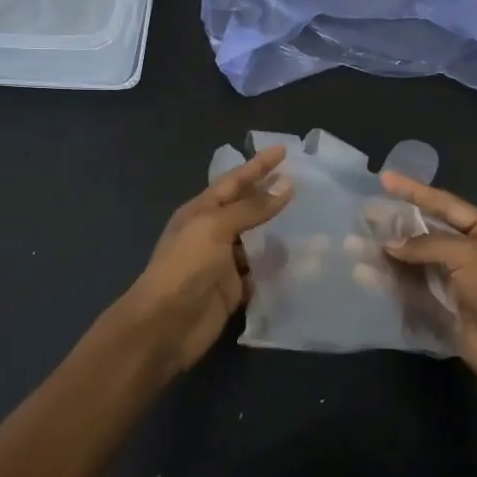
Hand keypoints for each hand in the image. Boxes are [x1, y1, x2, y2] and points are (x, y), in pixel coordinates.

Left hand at [108, 145, 293, 376]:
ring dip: (278, 231)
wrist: (165, 325)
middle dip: (269, 193)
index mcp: (200, 211)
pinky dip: (276, 266)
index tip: (284, 150)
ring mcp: (222, 262)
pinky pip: (260, 272)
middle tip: (301, 180)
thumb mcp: (215, 227)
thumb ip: (251, 208)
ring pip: (256, 240)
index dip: (258, 165)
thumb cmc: (185, 267)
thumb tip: (286, 187)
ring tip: (311, 218)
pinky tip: (300, 258)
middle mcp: (211, 233)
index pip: (234, 181)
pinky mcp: (233, 290)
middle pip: (246, 208)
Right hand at [379, 174, 476, 391]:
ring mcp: (456, 284)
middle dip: (396, 225)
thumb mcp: (469, 255)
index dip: (415, 191)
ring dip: (388, 255)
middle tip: (364, 214)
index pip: (446, 205)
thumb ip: (428, 245)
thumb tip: (391, 244)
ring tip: (355, 245)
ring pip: (415, 263)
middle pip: (427, 234)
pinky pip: (412, 291)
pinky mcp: (443, 310)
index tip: (385, 179)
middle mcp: (471, 255)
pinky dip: (390, 282)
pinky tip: (365, 276)